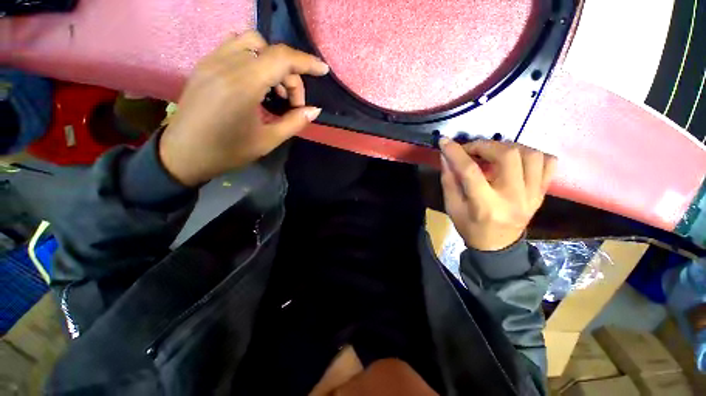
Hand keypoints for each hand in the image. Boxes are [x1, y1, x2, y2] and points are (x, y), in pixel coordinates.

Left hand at [159, 31, 329, 185]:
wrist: (184, 153)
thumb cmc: (228, 151)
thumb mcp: (268, 141)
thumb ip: (294, 122)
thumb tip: (314, 110)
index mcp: (243, 85)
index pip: (281, 58)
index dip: (306, 62)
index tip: (322, 70)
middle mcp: (226, 64)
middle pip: (270, 51)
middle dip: (289, 74)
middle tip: (291, 102)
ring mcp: (212, 61)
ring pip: (250, 42)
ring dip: (270, 60)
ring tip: (274, 88)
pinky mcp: (204, 65)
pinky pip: (234, 46)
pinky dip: (253, 58)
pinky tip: (255, 81)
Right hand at [439, 138, 556, 250]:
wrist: (498, 246)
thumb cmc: (470, 228)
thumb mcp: (452, 207)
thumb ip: (449, 180)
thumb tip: (446, 156)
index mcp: (486, 206)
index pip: (471, 171)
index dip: (456, 153)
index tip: (445, 141)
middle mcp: (514, 198)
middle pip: (507, 156)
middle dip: (484, 145)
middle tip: (471, 149)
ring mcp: (533, 195)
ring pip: (531, 155)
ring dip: (507, 147)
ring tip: (492, 153)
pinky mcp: (542, 193)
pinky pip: (548, 163)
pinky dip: (532, 154)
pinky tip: (516, 159)